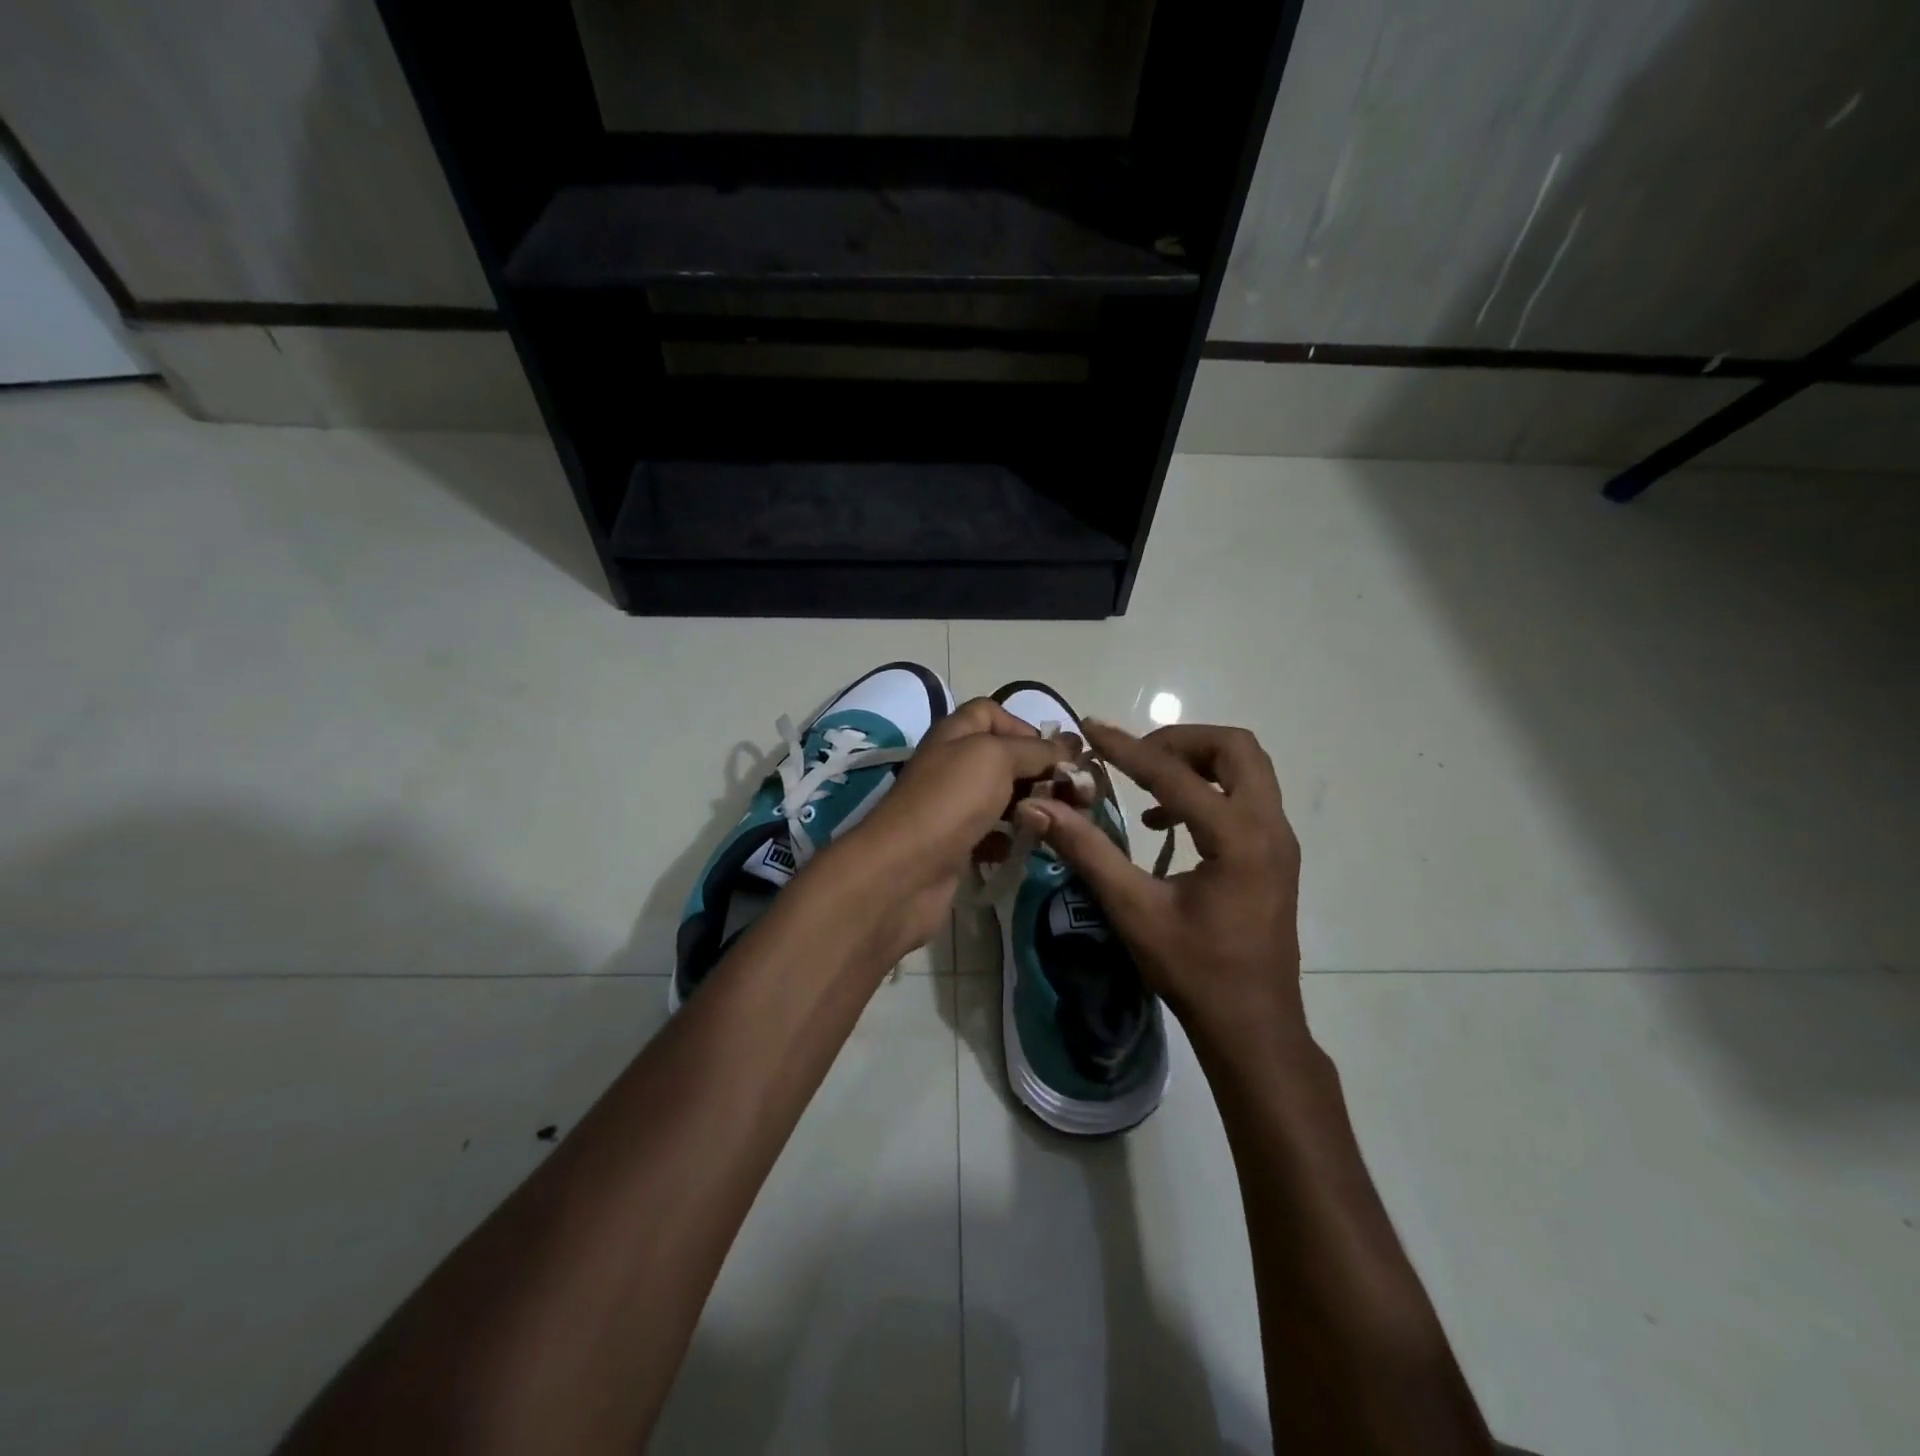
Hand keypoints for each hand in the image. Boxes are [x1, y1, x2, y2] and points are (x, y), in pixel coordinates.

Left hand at [825, 698, 1077, 959]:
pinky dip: (1013, 839)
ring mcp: (953, 808)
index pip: (991, 713)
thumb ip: (1035, 750)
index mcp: (955, 734)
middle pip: (1003, 758)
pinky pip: (993, 835)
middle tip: (1076, 793)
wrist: (904, 872)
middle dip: (1040, 771)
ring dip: (1032, 806)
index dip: (1024, 727)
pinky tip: (1031, 848)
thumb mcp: (995, 758)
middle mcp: (952, 765)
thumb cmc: (950, 801)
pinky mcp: (957, 846)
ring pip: (1002, 798)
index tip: (1056, 753)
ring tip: (1063, 820)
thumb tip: (1069, 746)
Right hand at [1020, 722, 1305, 1056]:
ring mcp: (1280, 839)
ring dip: (1197, 762)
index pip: (1175, 774)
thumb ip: (1087, 851)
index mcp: (1238, 838)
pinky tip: (1165, 823)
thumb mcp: (1133, 910)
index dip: (1127, 748)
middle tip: (1135, 757)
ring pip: (1247, 767)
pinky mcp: (1276, 853)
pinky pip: (1247, 795)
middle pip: (1235, 747)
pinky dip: (1209, 789)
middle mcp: (1269, 827)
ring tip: (1148, 786)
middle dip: (1181, 741)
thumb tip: (1038, 807)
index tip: (1091, 729)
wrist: (1252, 1024)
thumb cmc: (1193, 970)